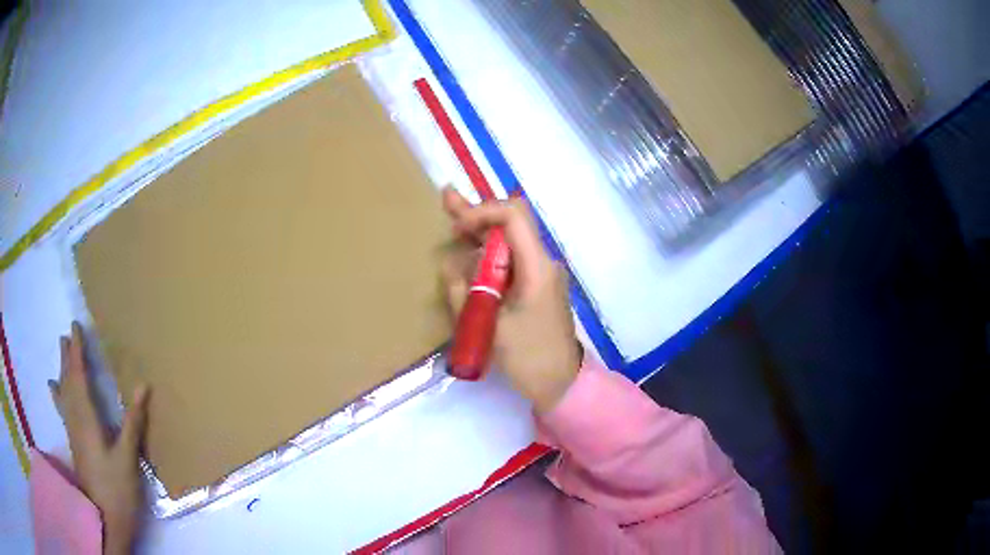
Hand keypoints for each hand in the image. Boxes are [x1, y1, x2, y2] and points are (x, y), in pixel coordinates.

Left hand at [49, 322, 148, 554]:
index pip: (78, 377)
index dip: (77, 352)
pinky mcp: (74, 443)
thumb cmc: (117, 489)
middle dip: (66, 357)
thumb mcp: (128, 458)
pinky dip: (58, 393)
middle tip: (66, 335)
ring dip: (61, 371)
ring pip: (63, 394)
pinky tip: (54, 390)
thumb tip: (142, 385)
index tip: (75, 327)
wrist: (106, 518)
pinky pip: (63, 407)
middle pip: (67, 382)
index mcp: (86, 419)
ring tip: (60, 355)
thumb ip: (133, 422)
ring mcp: (73, 432)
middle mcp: (75, 420)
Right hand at [441, 188, 581, 412]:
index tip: (457, 227)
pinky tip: (470, 252)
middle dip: (479, 213)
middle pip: (512, 224)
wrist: (561, 384)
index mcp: (537, 268)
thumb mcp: (488, 326)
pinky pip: (513, 260)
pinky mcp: (537, 287)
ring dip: (483, 231)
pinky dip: (490, 252)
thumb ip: (464, 290)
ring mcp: (542, 274)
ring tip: (453, 222)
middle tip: (448, 199)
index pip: (514, 216)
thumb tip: (451, 263)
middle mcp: (543, 263)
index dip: (483, 212)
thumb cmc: (528, 358)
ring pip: (512, 241)